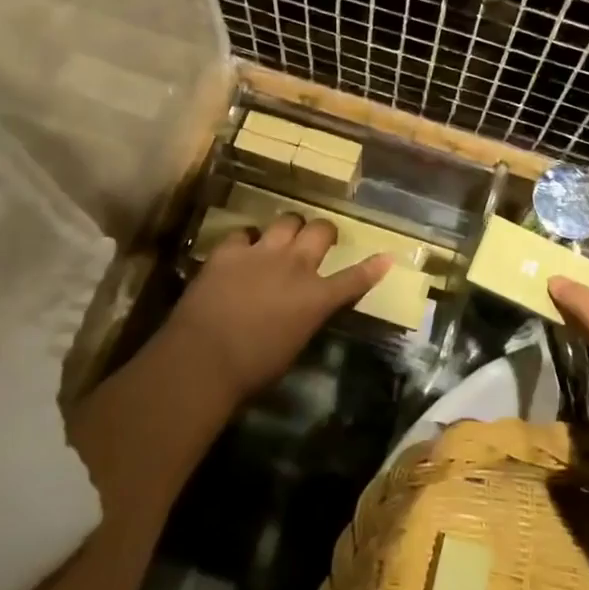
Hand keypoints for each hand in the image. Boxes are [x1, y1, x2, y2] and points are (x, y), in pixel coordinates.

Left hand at [165, 215, 389, 407]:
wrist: (203, 359)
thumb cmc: (253, 369)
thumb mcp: (294, 345)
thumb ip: (305, 318)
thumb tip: (304, 309)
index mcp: (316, 298)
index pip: (354, 279)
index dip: (372, 268)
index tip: (385, 256)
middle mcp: (295, 266)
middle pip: (320, 231)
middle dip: (324, 232)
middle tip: (320, 239)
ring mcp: (261, 253)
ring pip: (287, 220)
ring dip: (289, 228)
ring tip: (283, 237)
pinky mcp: (229, 250)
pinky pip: (243, 232)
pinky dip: (247, 240)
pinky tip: (242, 249)